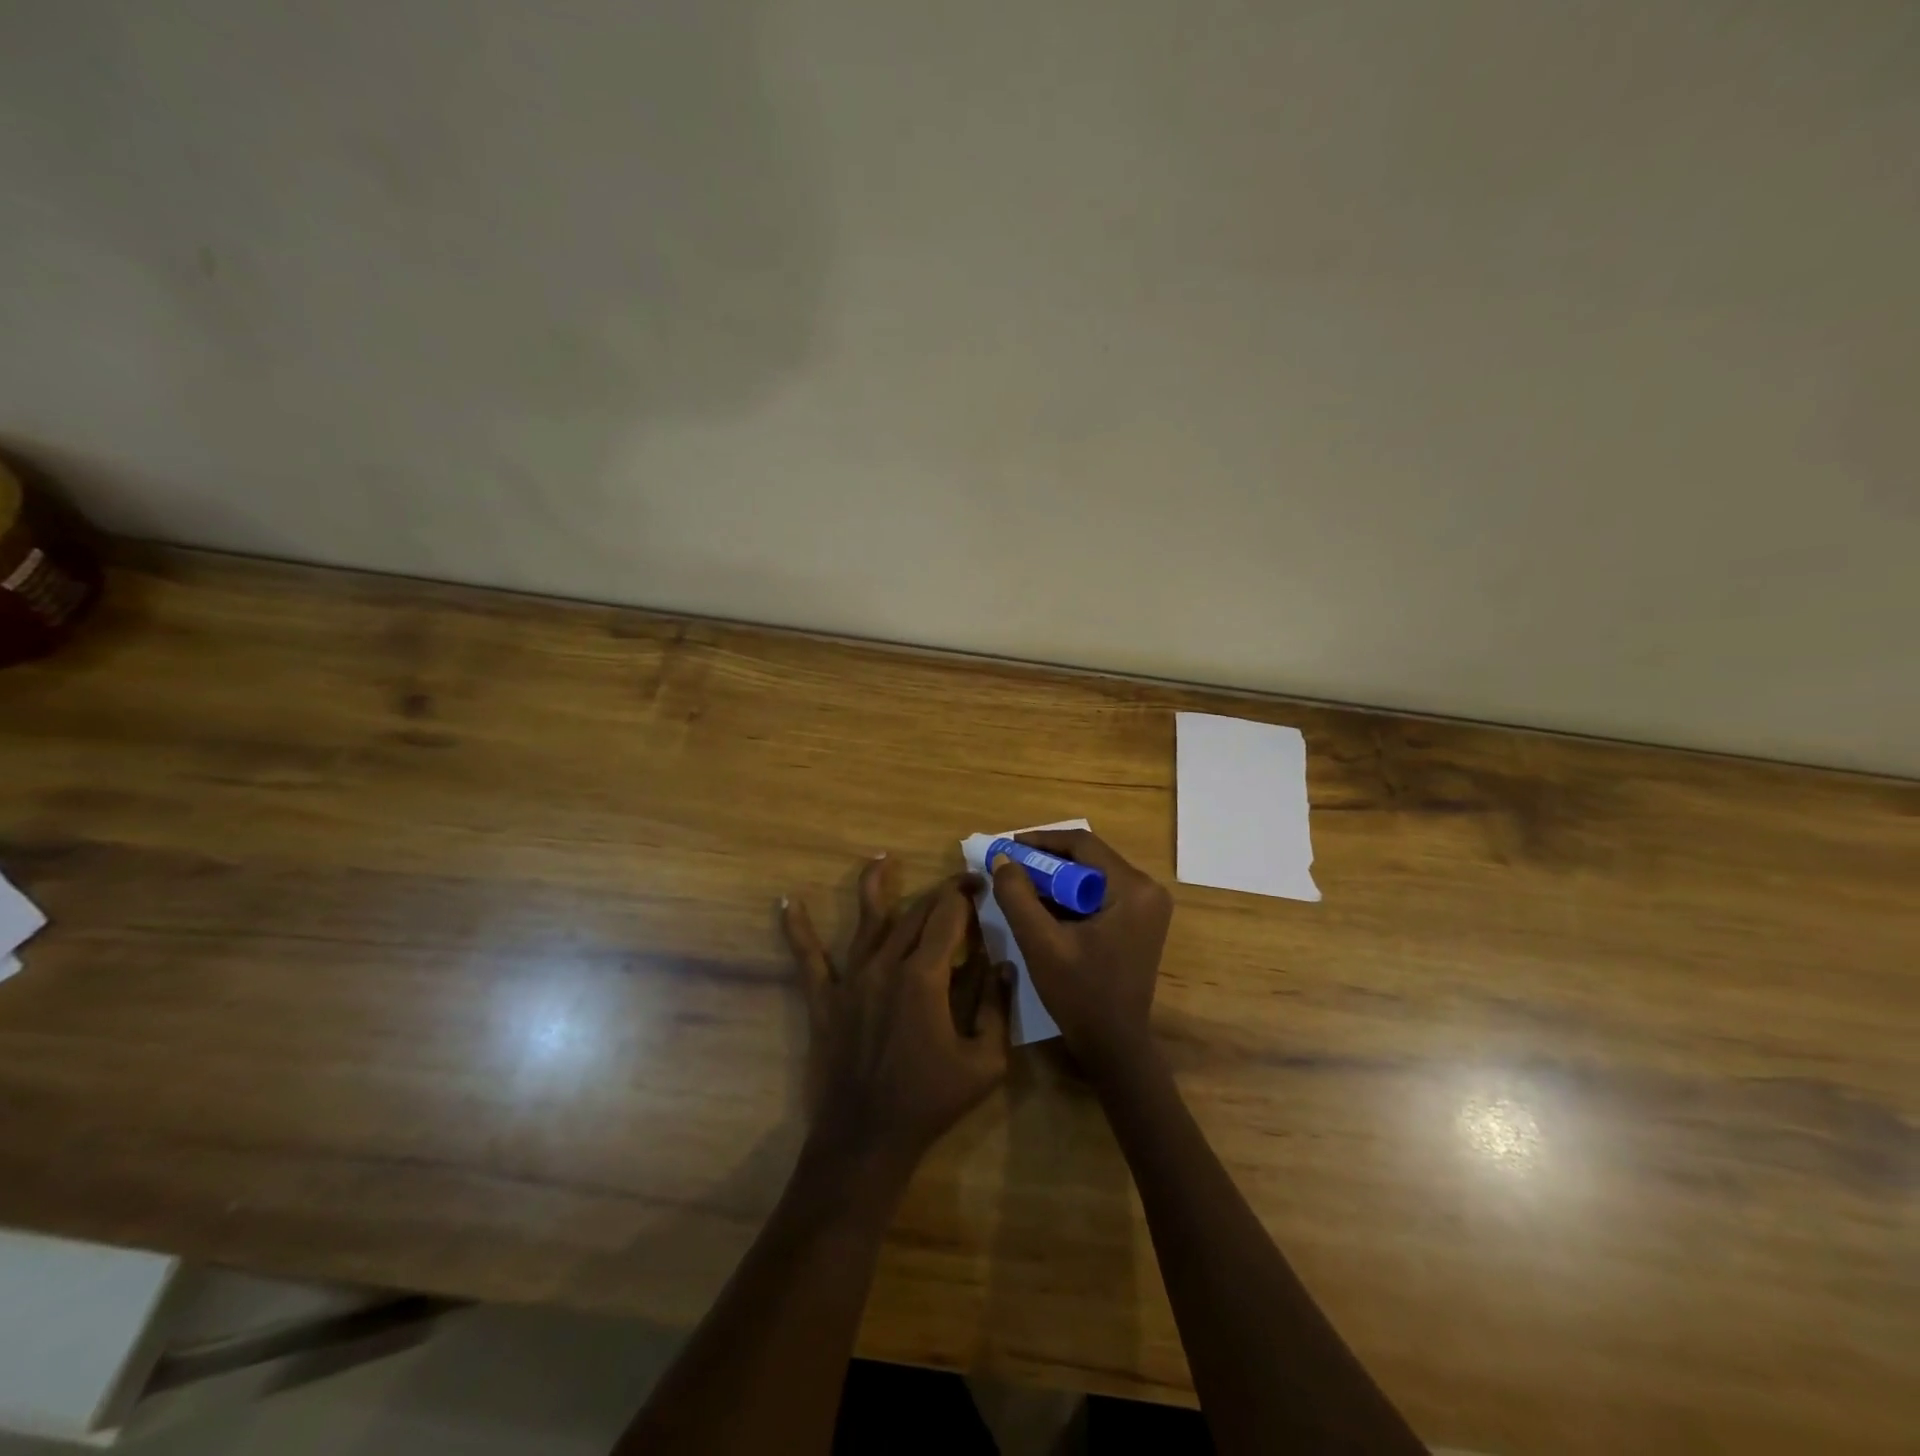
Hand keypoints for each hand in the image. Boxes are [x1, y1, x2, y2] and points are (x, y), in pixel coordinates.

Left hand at [782, 855, 1009, 1170]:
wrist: (866, 1139)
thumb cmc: (931, 1102)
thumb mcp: (985, 1062)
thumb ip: (996, 1007)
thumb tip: (1004, 964)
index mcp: (925, 977)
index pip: (947, 918)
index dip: (965, 897)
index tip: (980, 885)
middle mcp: (886, 966)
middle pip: (914, 914)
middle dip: (939, 893)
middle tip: (958, 883)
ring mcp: (851, 980)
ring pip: (866, 921)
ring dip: (875, 885)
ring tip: (881, 858)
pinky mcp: (825, 999)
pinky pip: (808, 957)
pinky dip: (798, 929)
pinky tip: (789, 902)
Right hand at [990, 829, 1172, 1073]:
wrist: (1113, 1045)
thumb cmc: (1080, 995)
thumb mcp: (1040, 943)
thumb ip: (1018, 896)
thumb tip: (1002, 858)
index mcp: (1133, 889)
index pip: (1082, 844)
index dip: (1041, 841)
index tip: (1007, 848)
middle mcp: (1147, 889)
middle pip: (1088, 857)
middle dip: (1046, 860)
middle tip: (1010, 866)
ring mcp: (1147, 905)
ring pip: (1092, 874)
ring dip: (1056, 878)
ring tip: (1020, 884)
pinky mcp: (1139, 920)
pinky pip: (1099, 892)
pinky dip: (1070, 895)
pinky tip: (1043, 905)